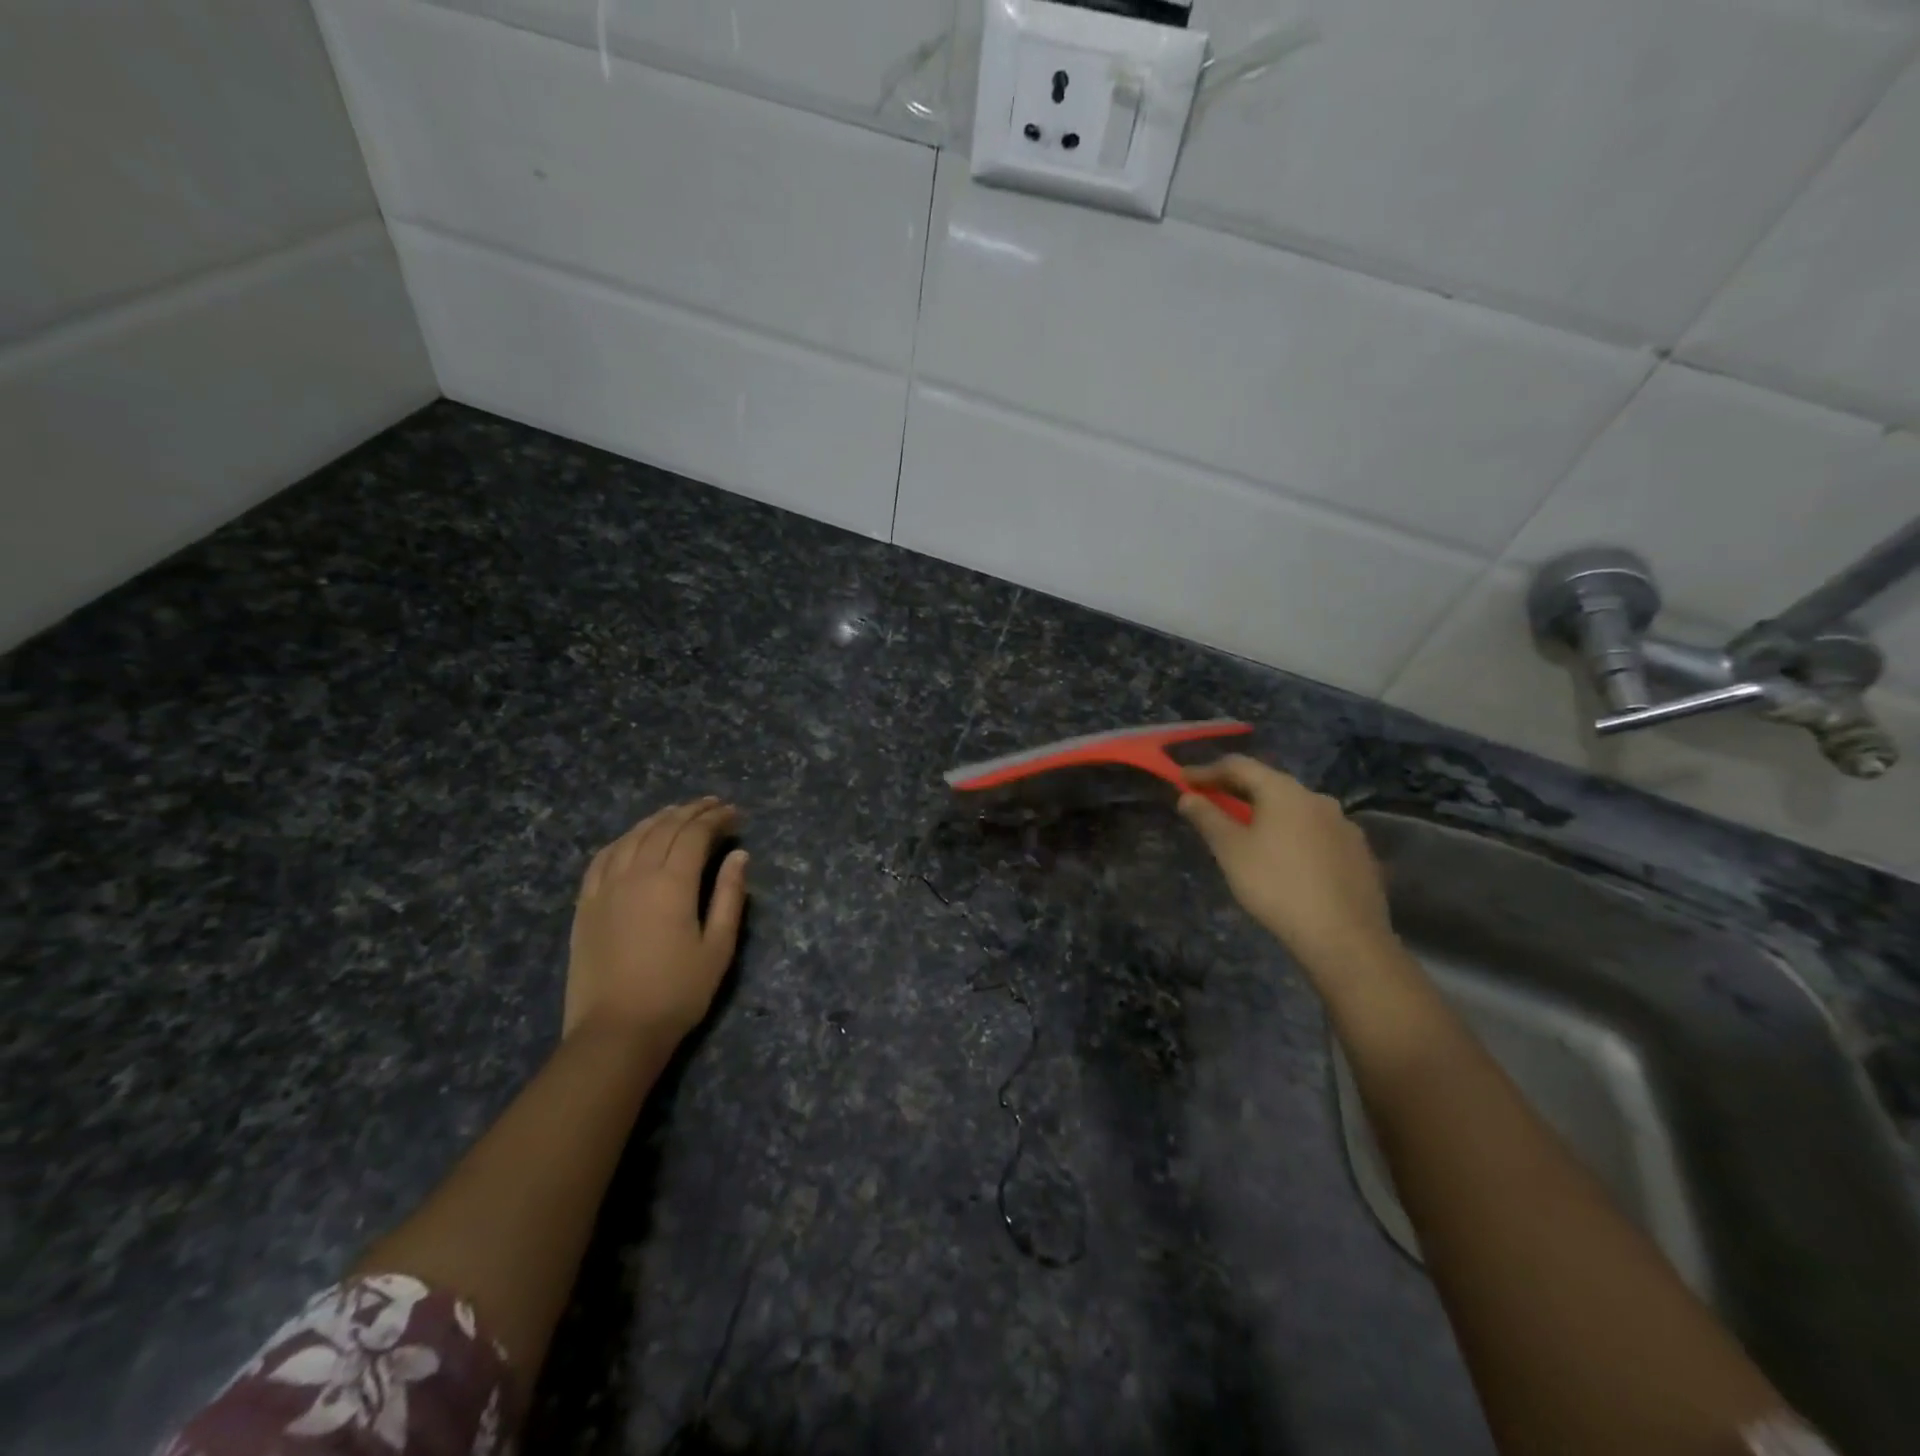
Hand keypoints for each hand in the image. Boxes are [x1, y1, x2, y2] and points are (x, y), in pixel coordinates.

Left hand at [565, 797, 747, 1047]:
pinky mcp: (585, 905)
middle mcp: (636, 874)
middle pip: (664, 828)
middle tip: (713, 805)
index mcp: (672, 883)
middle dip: (691, 812)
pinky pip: (602, 858)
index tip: (735, 814)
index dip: (716, 819)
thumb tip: (739, 856)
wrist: (616, 1032)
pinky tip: (633, 839)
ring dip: (658, 819)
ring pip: (633, 837)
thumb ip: (729, 896)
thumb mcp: (718, 947)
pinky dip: (623, 840)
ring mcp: (605, 888)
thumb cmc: (677, 992)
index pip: (695, 835)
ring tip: (678, 812)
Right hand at [1178, 755, 1394, 978]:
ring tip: (1246, 831)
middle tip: (1211, 801)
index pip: (1239, 765)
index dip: (1207, 770)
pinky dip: (1291, 834)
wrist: (1344, 938)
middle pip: (1269, 784)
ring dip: (1266, 813)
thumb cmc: (1276, 886)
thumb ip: (1207, 818)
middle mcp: (1317, 798)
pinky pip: (1315, 832)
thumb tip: (1188, 797)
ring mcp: (1343, 825)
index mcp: (1284, 791)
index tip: (1183, 780)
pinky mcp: (1358, 852)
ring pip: (1295, 809)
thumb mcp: (1230, 851)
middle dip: (1236, 790)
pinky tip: (1284, 858)